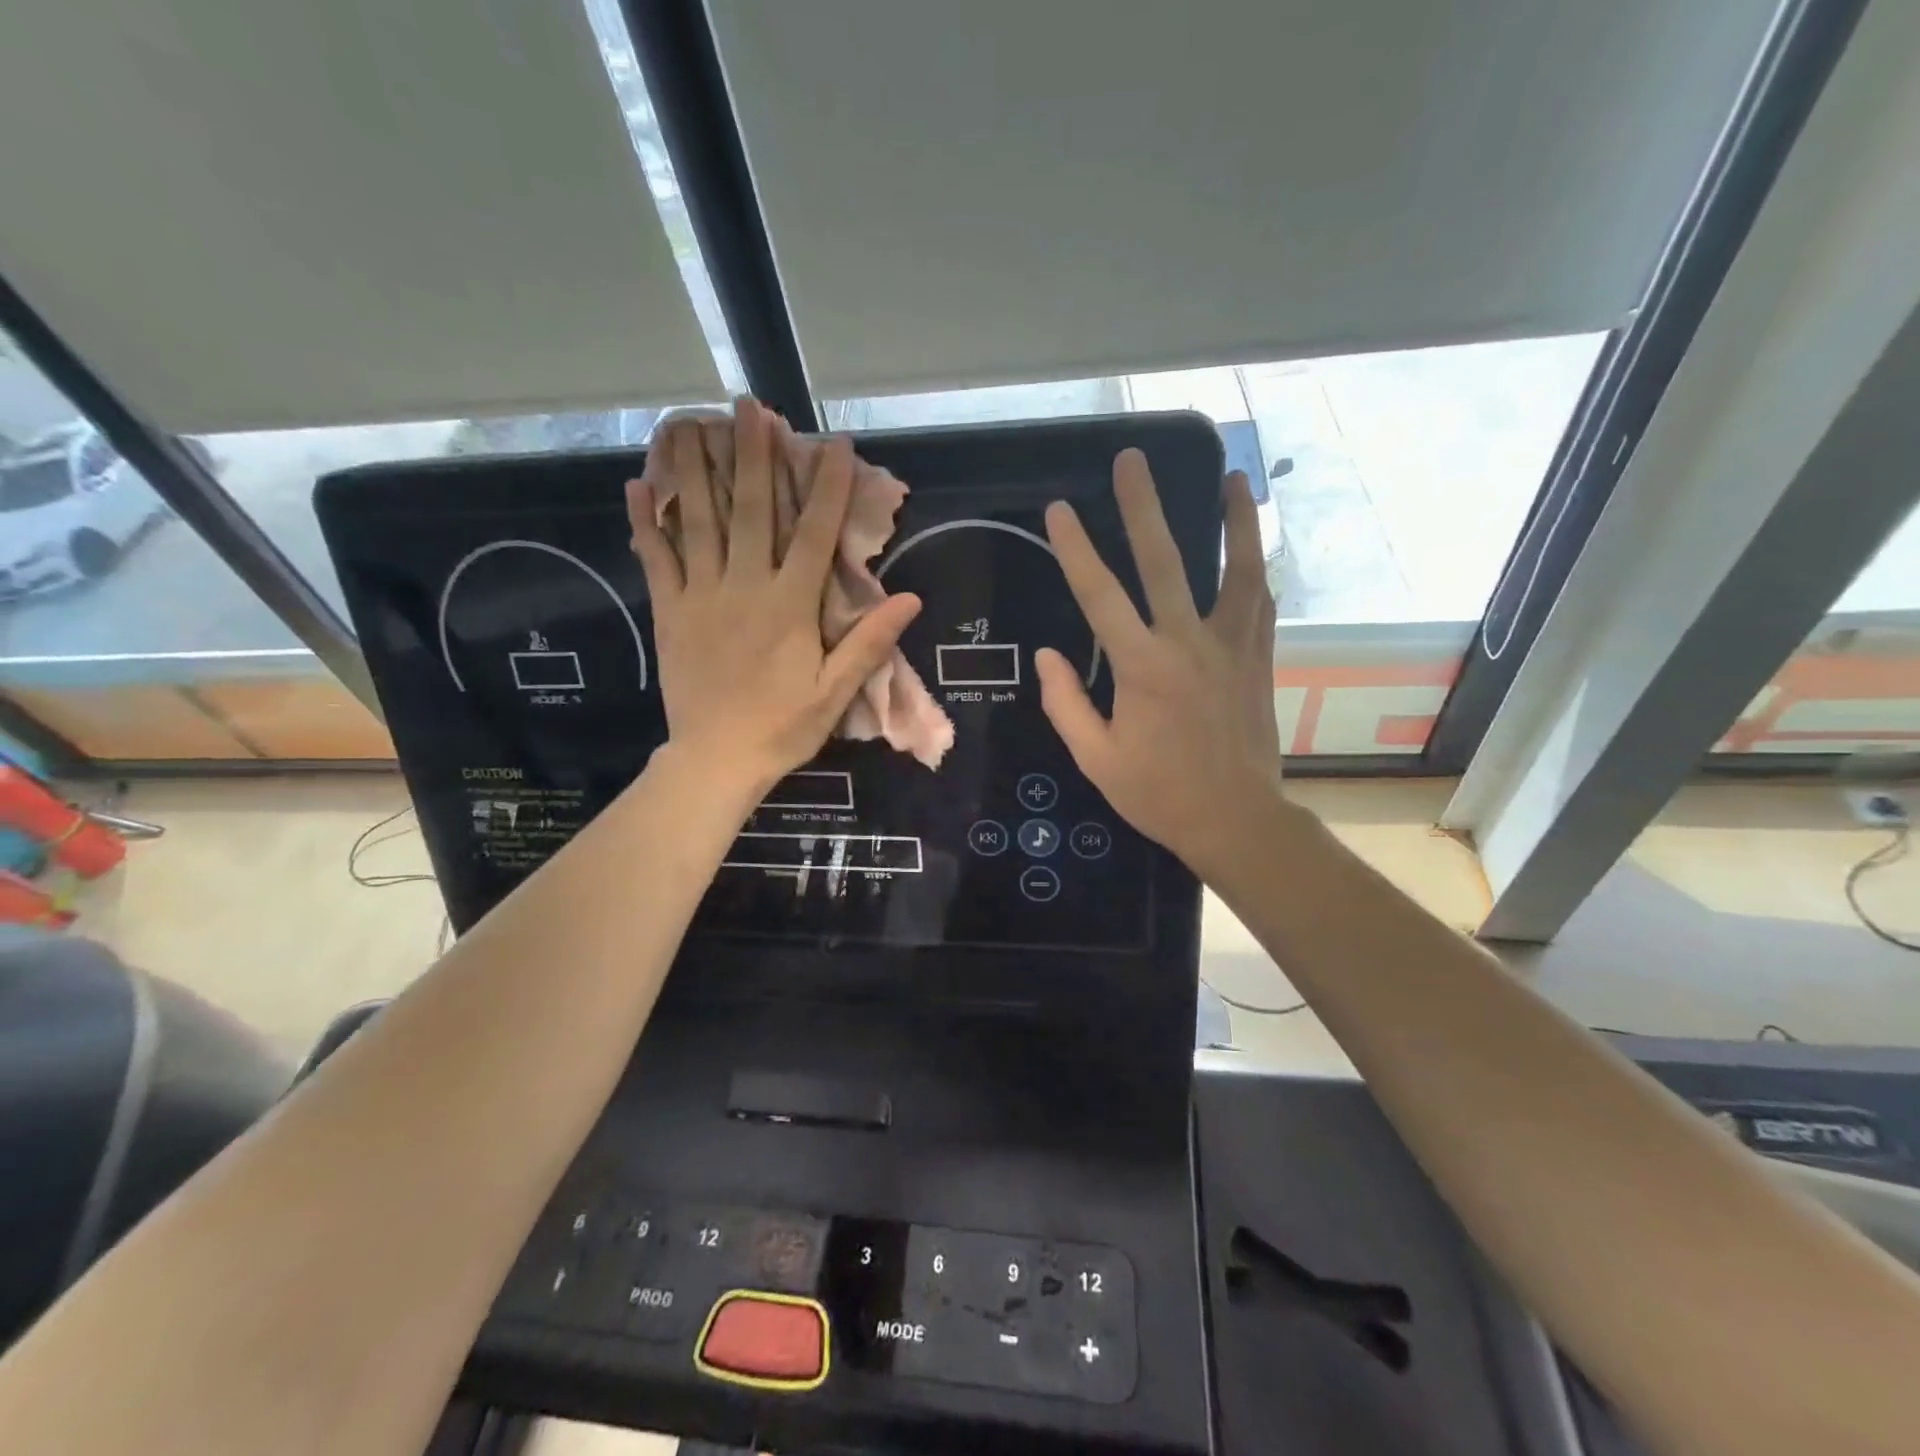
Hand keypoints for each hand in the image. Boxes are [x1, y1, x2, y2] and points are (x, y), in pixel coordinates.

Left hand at [629, 399, 920, 801]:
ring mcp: (701, 595)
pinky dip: (646, 522)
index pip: (814, 534)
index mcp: (790, 605)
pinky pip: (656, 558)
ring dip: (695, 469)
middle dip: (753, 455)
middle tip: (748, 406)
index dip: (828, 487)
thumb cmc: (782, 727)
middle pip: (751, 510)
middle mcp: (744, 587)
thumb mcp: (836, 692)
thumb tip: (910, 599)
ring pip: (698, 521)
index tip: (835, 445)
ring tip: (689, 422)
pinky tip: (638, 486)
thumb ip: (869, 642)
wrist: (716, 760)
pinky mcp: (669, 611)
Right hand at [1037, 449, 1281, 877]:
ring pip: (1235, 571)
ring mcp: (1231, 648)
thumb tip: (1047, 656)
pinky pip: (1261, 605)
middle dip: (1145, 508)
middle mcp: (1189, 644)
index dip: (1077, 550)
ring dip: (1233, 521)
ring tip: (1231, 478)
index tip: (1060, 510)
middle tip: (1132, 460)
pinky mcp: (1258, 661)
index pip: (1101, 596)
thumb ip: (1067, 703)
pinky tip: (1254, 547)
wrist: (1236, 820)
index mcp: (1143, 668)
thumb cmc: (1158, 794)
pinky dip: (1256, 571)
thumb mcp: (1096, 758)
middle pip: (1166, 563)